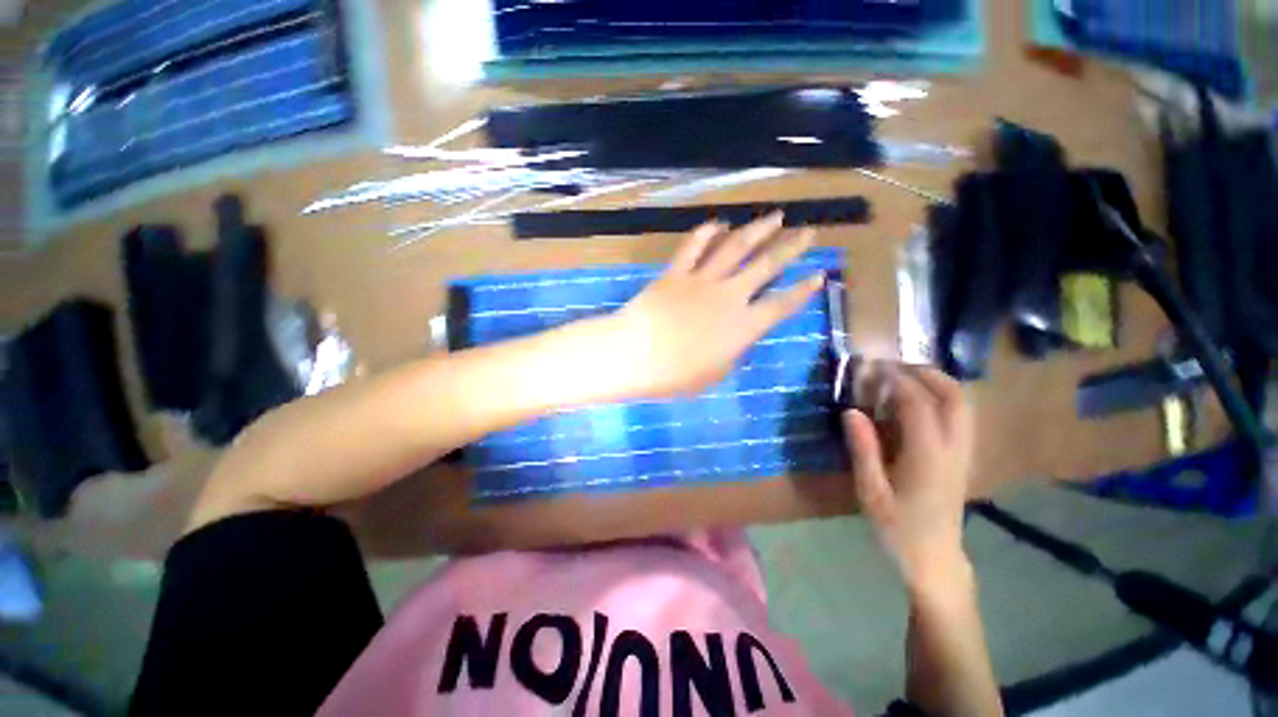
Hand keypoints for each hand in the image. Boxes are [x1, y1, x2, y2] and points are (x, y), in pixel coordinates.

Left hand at [612, 213, 824, 397]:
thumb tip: (738, 338)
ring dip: (757, 230)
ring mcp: (701, 280)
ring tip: (775, 217)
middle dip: (791, 247)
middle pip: (766, 265)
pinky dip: (707, 233)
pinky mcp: (676, 272)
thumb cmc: (675, 375)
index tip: (820, 274)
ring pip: (735, 247)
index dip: (803, 290)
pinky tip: (718, 224)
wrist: (635, 355)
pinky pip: (694, 247)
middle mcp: (729, 296)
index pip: (782, 304)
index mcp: (742, 326)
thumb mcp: (715, 373)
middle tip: (808, 231)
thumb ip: (733, 352)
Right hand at [843, 366, 975, 596]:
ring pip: (962, 404)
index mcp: (928, 457)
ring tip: (904, 376)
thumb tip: (851, 411)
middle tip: (893, 365)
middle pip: (953, 396)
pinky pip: (960, 416)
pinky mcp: (964, 458)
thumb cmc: (898, 529)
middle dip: (925, 372)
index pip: (918, 403)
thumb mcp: (871, 492)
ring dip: (937, 382)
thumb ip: (863, 449)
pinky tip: (918, 402)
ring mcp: (964, 453)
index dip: (896, 379)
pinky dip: (942, 397)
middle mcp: (954, 449)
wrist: (936, 561)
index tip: (873, 366)